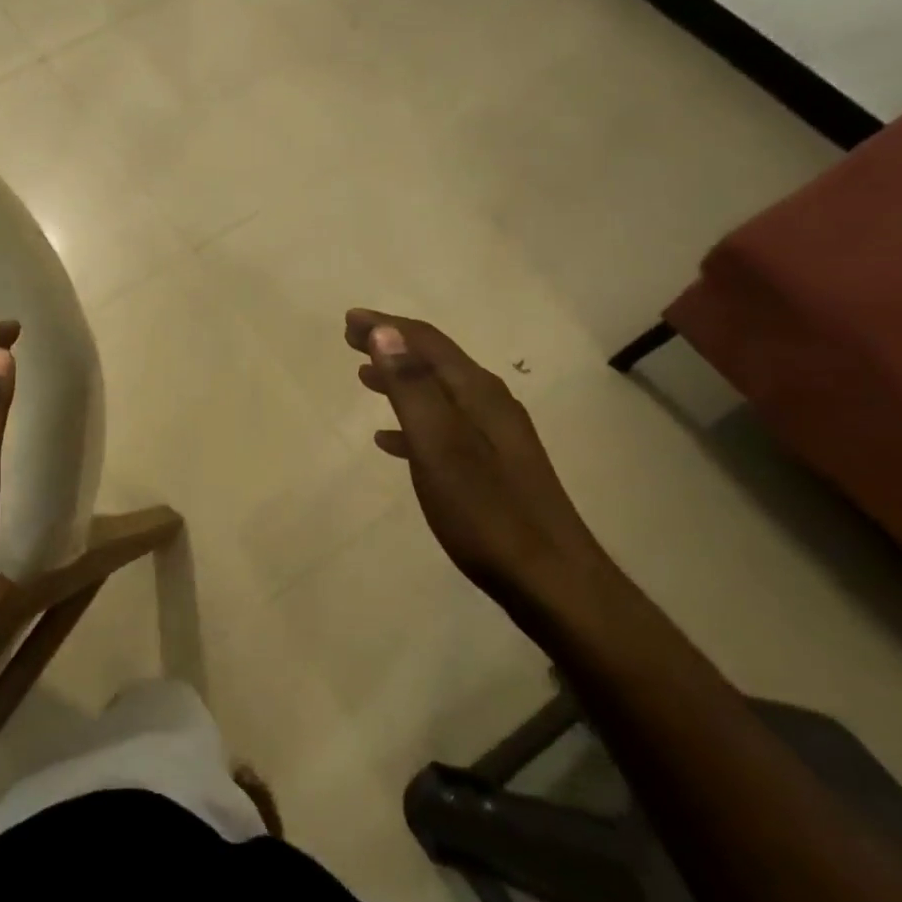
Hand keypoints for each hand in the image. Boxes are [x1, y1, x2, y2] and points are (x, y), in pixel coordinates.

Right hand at [345, 309, 611, 610]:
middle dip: (392, 346)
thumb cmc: (487, 513)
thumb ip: (412, 389)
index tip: (349, 320)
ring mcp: (496, 436)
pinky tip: (390, 440)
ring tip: (364, 379)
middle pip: (434, 361)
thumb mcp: (440, 447)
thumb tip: (385, 333)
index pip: (426, 343)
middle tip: (351, 341)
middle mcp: (490, 404)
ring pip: (438, 393)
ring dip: (401, 380)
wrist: (551, 580)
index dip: (387, 327)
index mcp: (478, 393)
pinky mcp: (494, 466)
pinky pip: (444, 427)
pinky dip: (413, 421)